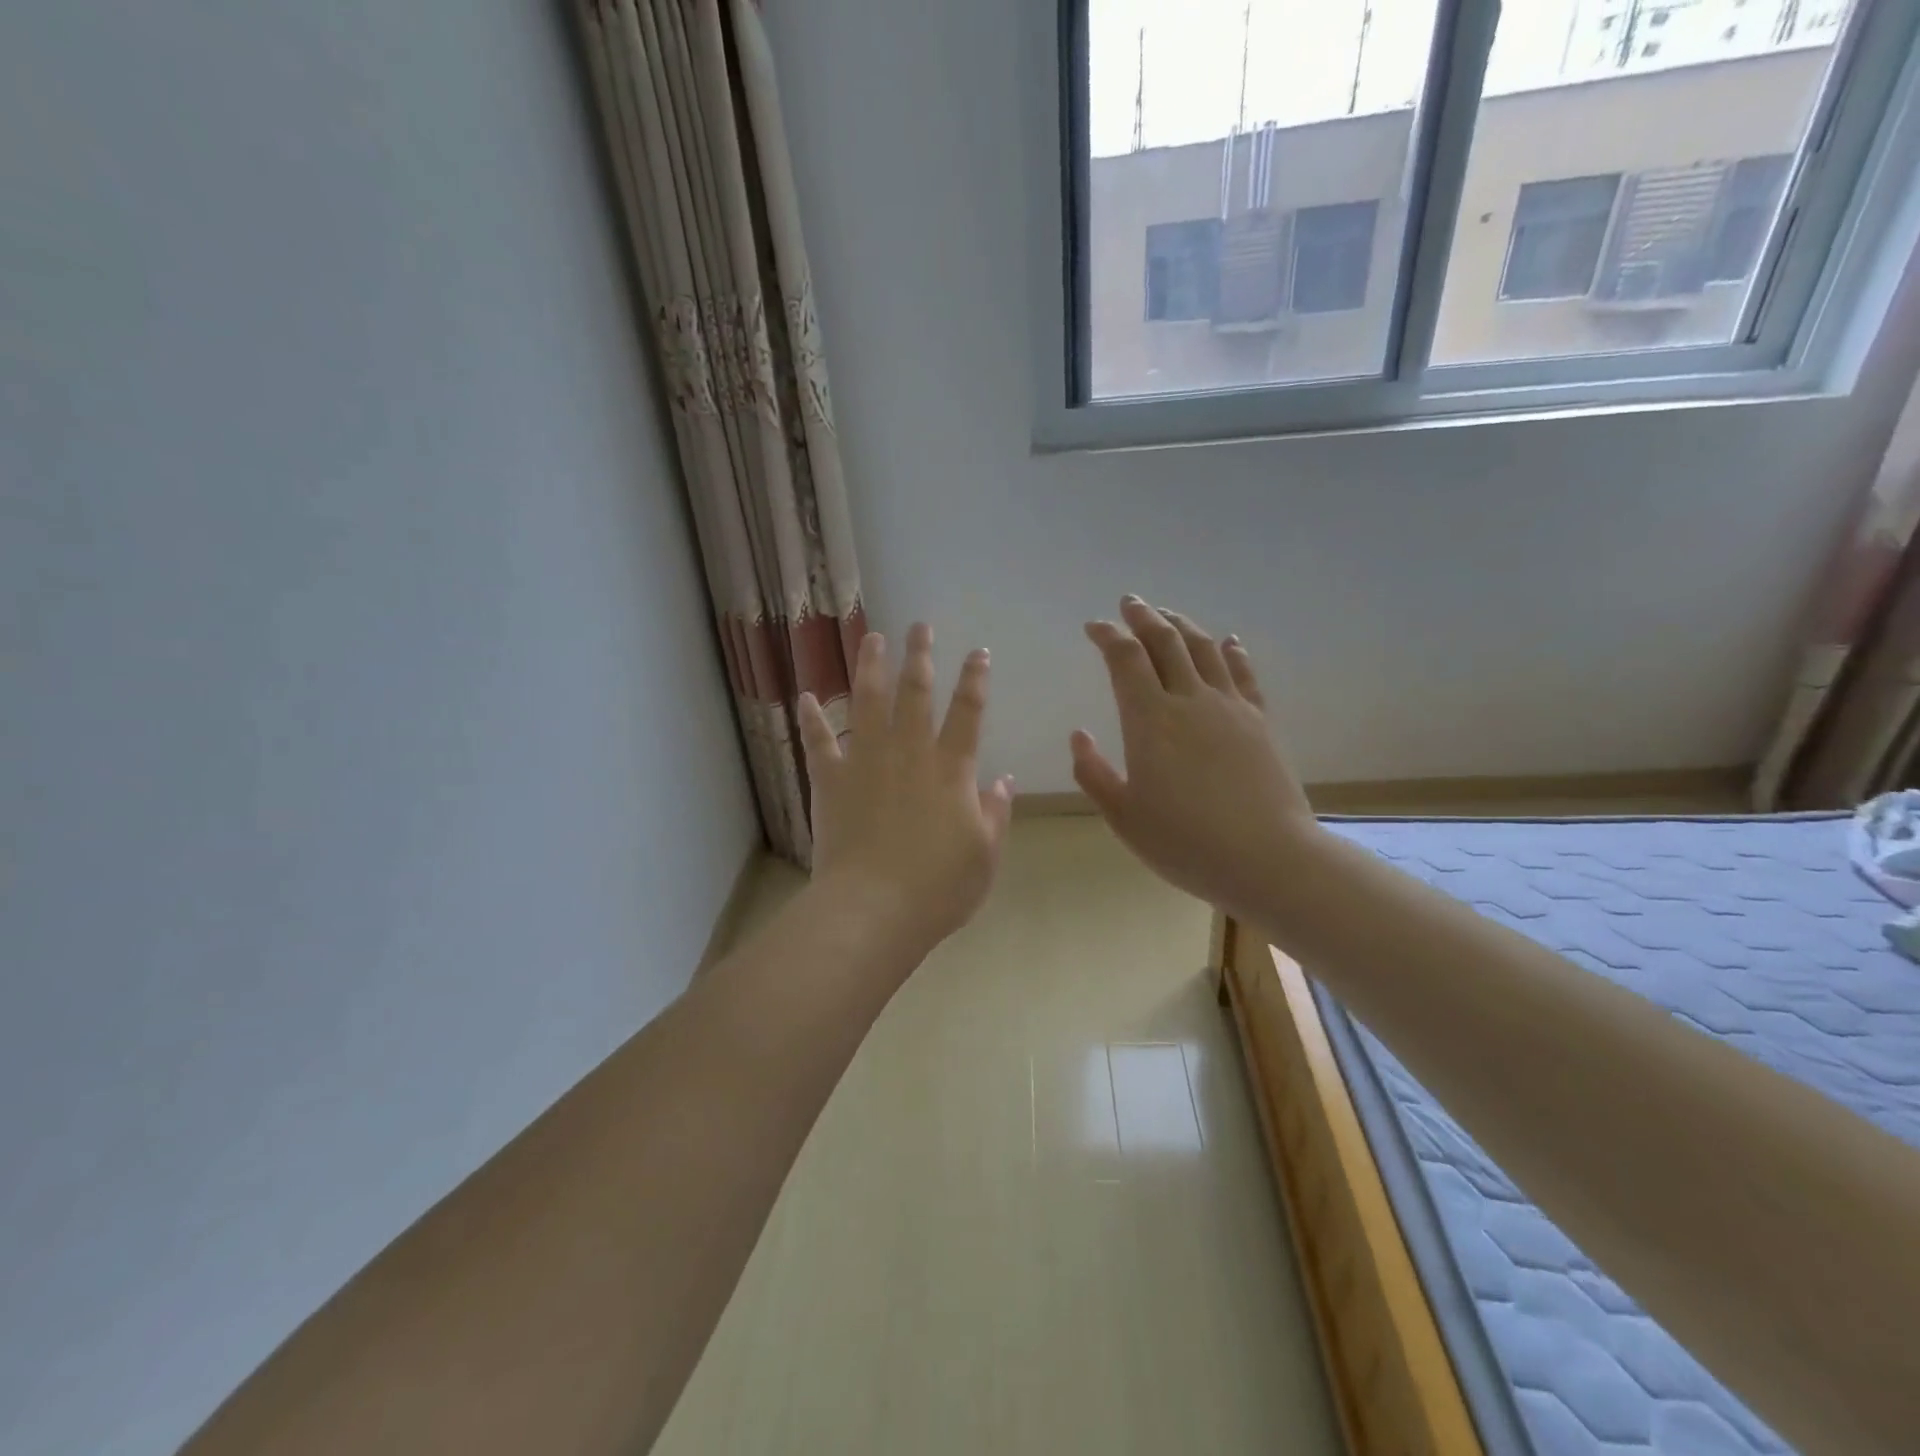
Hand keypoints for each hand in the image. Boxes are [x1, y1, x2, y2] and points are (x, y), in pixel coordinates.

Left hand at [798, 624, 1014, 961]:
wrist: (873, 909)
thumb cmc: (938, 888)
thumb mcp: (984, 855)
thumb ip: (995, 813)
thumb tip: (1003, 780)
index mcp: (951, 770)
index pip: (968, 712)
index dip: (976, 679)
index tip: (979, 652)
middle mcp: (909, 753)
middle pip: (915, 693)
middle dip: (919, 656)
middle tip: (919, 626)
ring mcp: (866, 762)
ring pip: (867, 702)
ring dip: (869, 667)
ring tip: (870, 637)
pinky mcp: (831, 780)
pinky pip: (819, 742)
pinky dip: (811, 719)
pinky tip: (806, 696)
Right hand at [1071, 597, 1317, 922]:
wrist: (1267, 858)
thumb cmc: (1185, 842)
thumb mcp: (1123, 816)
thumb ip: (1093, 773)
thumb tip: (1079, 735)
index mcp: (1150, 721)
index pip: (1126, 659)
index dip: (1108, 636)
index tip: (1094, 626)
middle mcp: (1190, 701)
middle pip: (1166, 642)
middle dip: (1144, 617)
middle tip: (1130, 603)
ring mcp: (1231, 707)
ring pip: (1204, 649)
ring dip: (1183, 626)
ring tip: (1168, 615)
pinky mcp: (1260, 721)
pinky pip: (1244, 674)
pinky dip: (1231, 652)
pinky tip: (1228, 641)